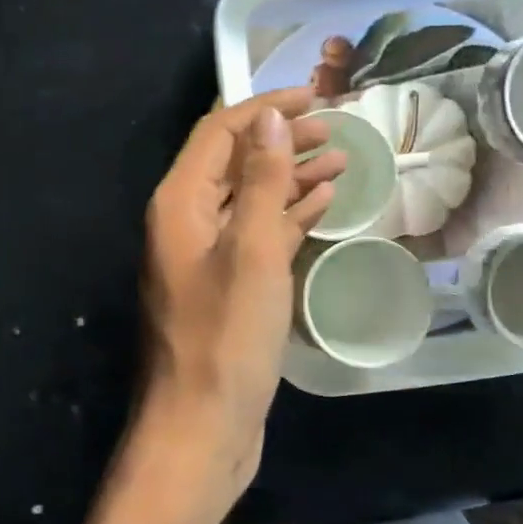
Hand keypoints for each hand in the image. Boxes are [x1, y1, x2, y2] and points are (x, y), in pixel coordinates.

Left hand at [135, 89, 346, 516]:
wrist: (202, 427)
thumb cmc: (226, 338)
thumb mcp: (252, 251)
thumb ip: (263, 180)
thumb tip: (272, 116)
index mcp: (180, 203)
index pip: (220, 131)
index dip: (266, 107)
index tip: (316, 95)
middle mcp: (186, 221)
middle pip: (236, 160)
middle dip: (284, 137)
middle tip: (337, 125)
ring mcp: (207, 254)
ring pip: (251, 196)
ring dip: (292, 174)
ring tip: (342, 157)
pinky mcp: (228, 284)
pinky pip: (259, 233)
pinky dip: (289, 214)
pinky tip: (324, 202)